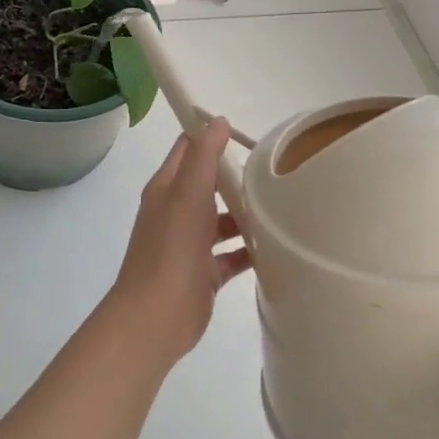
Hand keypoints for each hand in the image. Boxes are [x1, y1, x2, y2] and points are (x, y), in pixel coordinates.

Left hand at [103, 117, 252, 363]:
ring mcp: (189, 245)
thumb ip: (203, 157)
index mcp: (167, 189)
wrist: (155, 317)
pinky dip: (249, 251)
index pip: (188, 150)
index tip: (247, 131)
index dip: (211, 136)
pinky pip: (231, 256)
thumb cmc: (171, 249)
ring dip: (246, 215)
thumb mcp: (188, 194)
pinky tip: (276, 247)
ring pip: (221, 221)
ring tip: (282, 208)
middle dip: (237, 177)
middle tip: (276, 170)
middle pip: (209, 185)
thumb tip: (217, 120)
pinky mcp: (203, 274)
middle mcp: (176, 213)